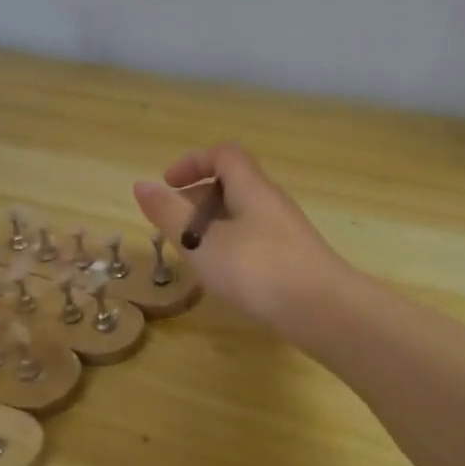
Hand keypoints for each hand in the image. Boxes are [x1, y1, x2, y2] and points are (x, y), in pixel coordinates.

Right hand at [133, 142, 352, 330]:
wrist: (323, 310)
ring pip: (243, 215)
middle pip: (233, 184)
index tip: (167, 185)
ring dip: (213, 227)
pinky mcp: (294, 259)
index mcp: (252, 187)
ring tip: (194, 256)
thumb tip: (142, 185)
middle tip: (174, 227)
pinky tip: (225, 277)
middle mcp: (272, 202)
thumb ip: (170, 214)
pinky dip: (231, 247)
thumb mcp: (202, 242)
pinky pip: (255, 239)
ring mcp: (287, 231)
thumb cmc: (257, 269)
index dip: (193, 162)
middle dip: (198, 199)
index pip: (224, 155)